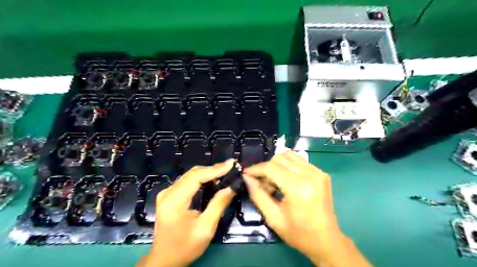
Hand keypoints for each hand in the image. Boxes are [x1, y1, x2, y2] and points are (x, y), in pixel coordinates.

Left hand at [138, 159, 233, 265]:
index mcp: (174, 201)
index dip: (215, 169)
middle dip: (213, 169)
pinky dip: (201, 178)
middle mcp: (168, 193)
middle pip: (192, 173)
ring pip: (190, 175)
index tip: (231, 164)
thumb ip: (218, 205)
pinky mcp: (168, 196)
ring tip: (224, 172)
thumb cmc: (185, 246)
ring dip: (208, 172)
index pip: (196, 177)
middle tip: (230, 167)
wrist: (164, 260)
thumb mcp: (206, 228)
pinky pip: (187, 181)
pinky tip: (212, 180)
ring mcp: (166, 193)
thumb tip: (232, 187)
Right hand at [243, 152, 371, 266]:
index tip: (246, 173)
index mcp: (298, 188)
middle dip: (266, 168)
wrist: (327, 241)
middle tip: (262, 183)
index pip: (271, 168)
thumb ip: (257, 195)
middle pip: (279, 158)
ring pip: (289, 156)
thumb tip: (247, 177)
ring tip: (274, 181)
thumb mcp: (273, 218)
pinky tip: (286, 180)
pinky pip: (299, 161)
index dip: (256, 169)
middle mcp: (310, 175)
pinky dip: (288, 167)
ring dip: (277, 165)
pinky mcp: (321, 173)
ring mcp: (318, 172)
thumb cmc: (298, 233)